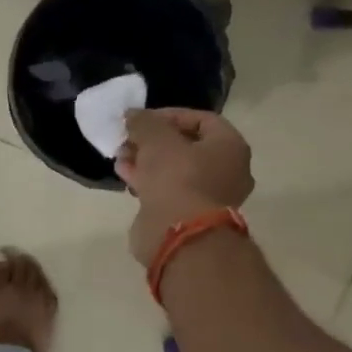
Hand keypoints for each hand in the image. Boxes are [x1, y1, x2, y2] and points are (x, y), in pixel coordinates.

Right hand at [115, 108, 253, 265]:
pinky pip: (167, 189)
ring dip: (146, 160)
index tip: (142, 119)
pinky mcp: (188, 215)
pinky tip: (125, 174)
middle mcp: (226, 171)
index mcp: (230, 147)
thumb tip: (132, 115)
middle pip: (186, 145)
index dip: (169, 115)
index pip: (201, 119)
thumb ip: (144, 122)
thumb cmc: (177, 178)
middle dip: (153, 140)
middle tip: (129, 138)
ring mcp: (208, 196)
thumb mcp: (156, 139)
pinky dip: (148, 180)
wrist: (179, 235)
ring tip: (121, 156)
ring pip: (174, 169)